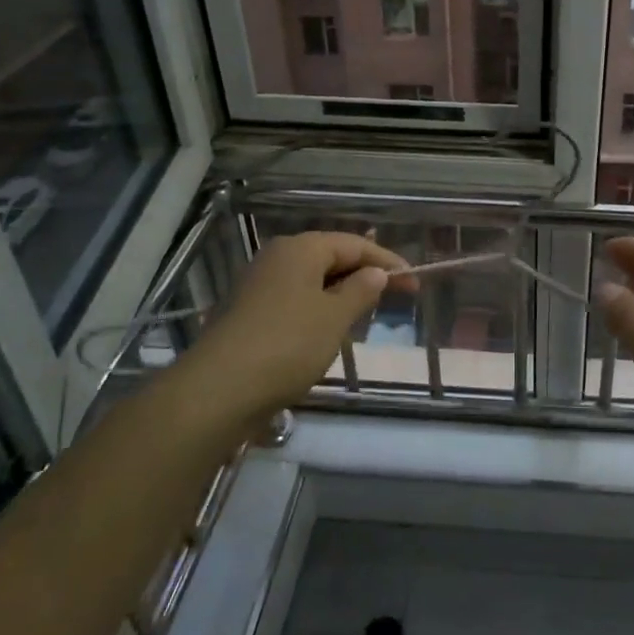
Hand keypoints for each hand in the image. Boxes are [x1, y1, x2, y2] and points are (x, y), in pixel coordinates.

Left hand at [193, 232, 414, 419]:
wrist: (219, 390)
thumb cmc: (287, 345)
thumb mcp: (335, 317)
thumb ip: (361, 291)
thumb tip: (376, 273)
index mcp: (300, 249)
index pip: (354, 244)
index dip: (387, 261)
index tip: (414, 281)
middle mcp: (278, 258)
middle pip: (331, 257)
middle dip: (365, 275)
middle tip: (398, 297)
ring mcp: (260, 285)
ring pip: (313, 280)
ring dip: (342, 293)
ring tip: (368, 313)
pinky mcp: (250, 313)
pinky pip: (296, 300)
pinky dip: (319, 309)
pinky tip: (330, 331)